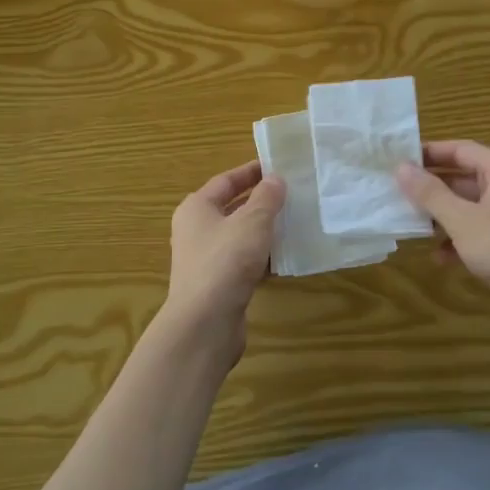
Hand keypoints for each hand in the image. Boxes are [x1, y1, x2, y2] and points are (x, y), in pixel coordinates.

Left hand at [162, 159, 286, 361]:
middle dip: (260, 202)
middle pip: (231, 208)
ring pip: (238, 237)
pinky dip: (261, 258)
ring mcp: (205, 259)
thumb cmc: (226, 261)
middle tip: (291, 195)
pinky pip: (242, 262)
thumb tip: (275, 179)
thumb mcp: (252, 222)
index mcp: (196, 208)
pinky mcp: (217, 285)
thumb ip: (267, 198)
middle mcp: (196, 230)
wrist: (205, 323)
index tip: (277, 166)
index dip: (251, 172)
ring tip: (294, 224)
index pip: (226, 180)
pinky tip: (284, 259)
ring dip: (263, 231)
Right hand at [396, 140, 489, 339]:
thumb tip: (401, 167)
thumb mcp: (461, 219)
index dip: (429, 153)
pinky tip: (440, 256)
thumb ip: (430, 193)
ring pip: (470, 205)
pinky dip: (460, 238)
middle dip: (432, 188)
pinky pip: (481, 229)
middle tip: (398, 193)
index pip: (460, 149)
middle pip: (464, 177)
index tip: (399, 160)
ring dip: (443, 215)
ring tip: (413, 225)